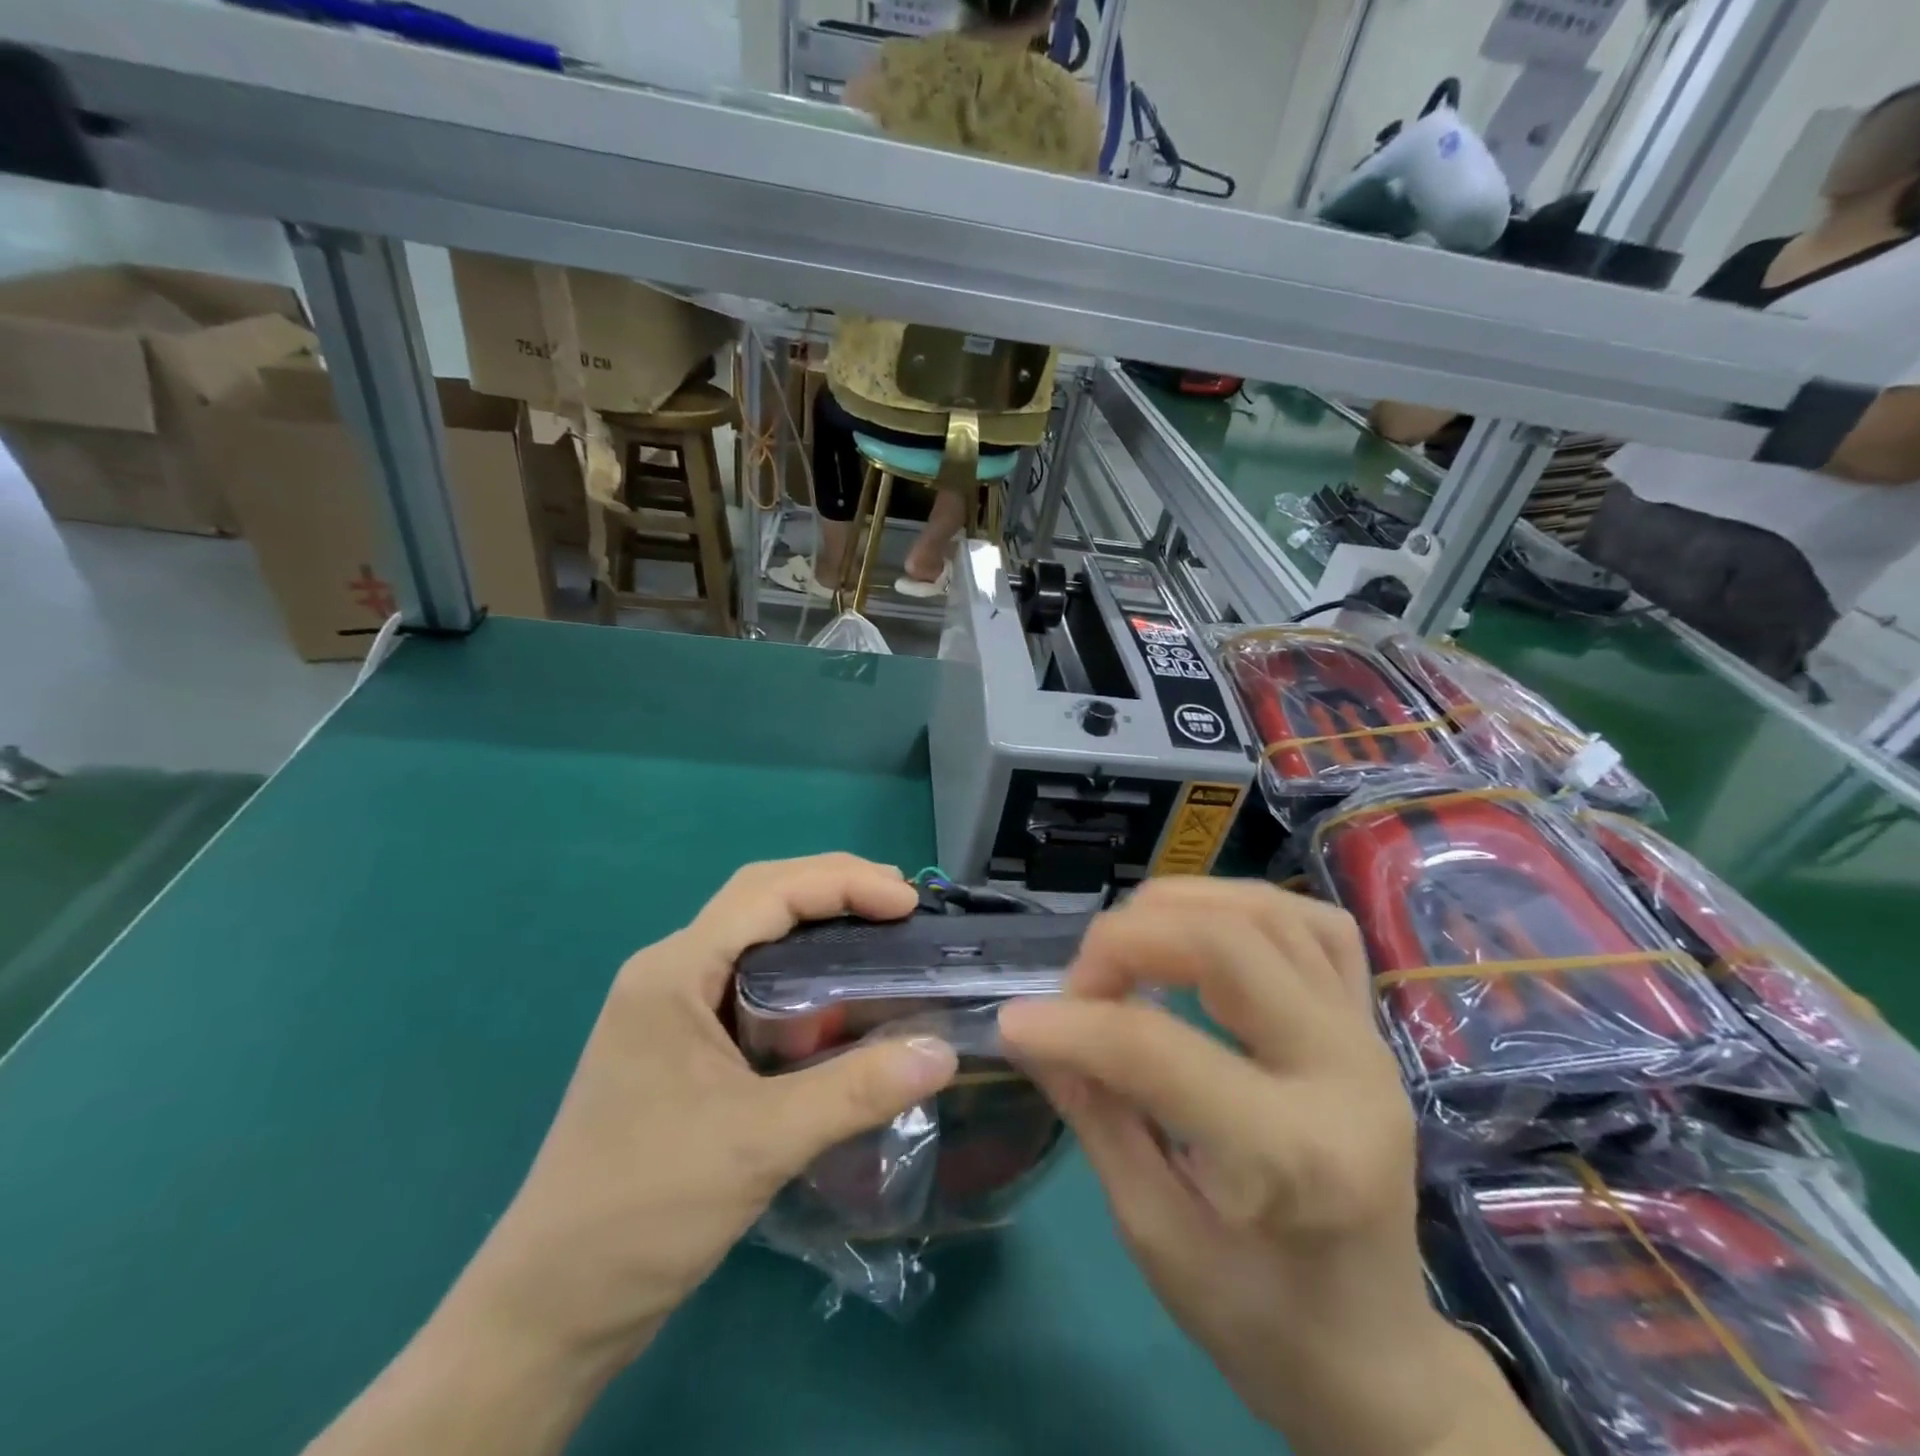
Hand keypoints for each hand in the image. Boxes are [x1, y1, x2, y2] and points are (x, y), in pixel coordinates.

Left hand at [451, 855, 958, 1373]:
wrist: (552, 1309)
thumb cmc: (644, 1210)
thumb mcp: (760, 1143)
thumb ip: (856, 1091)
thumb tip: (944, 1053)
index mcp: (673, 972)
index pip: (768, 892)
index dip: (844, 883)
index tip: (908, 902)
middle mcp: (670, 973)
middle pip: (761, 898)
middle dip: (834, 889)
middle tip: (901, 905)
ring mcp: (673, 1010)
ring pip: (756, 938)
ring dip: (819, 926)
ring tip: (882, 936)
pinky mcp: (684, 1046)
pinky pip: (753, 983)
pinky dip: (804, 974)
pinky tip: (840, 999)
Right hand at [999, 880, 1541, 1455]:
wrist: (1375, 1352)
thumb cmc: (1260, 1318)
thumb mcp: (1155, 1234)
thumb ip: (1096, 1115)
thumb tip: (1034, 1031)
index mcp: (1296, 1158)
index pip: (1160, 1052)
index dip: (1072, 1026)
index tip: (1014, 1023)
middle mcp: (1346, 1075)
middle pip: (1226, 946)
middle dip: (1125, 942)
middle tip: (1078, 983)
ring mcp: (1368, 1038)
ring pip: (1268, 913)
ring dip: (1177, 908)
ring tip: (1126, 945)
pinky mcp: (1369, 1023)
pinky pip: (1314, 924)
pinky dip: (1244, 905)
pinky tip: (1201, 930)